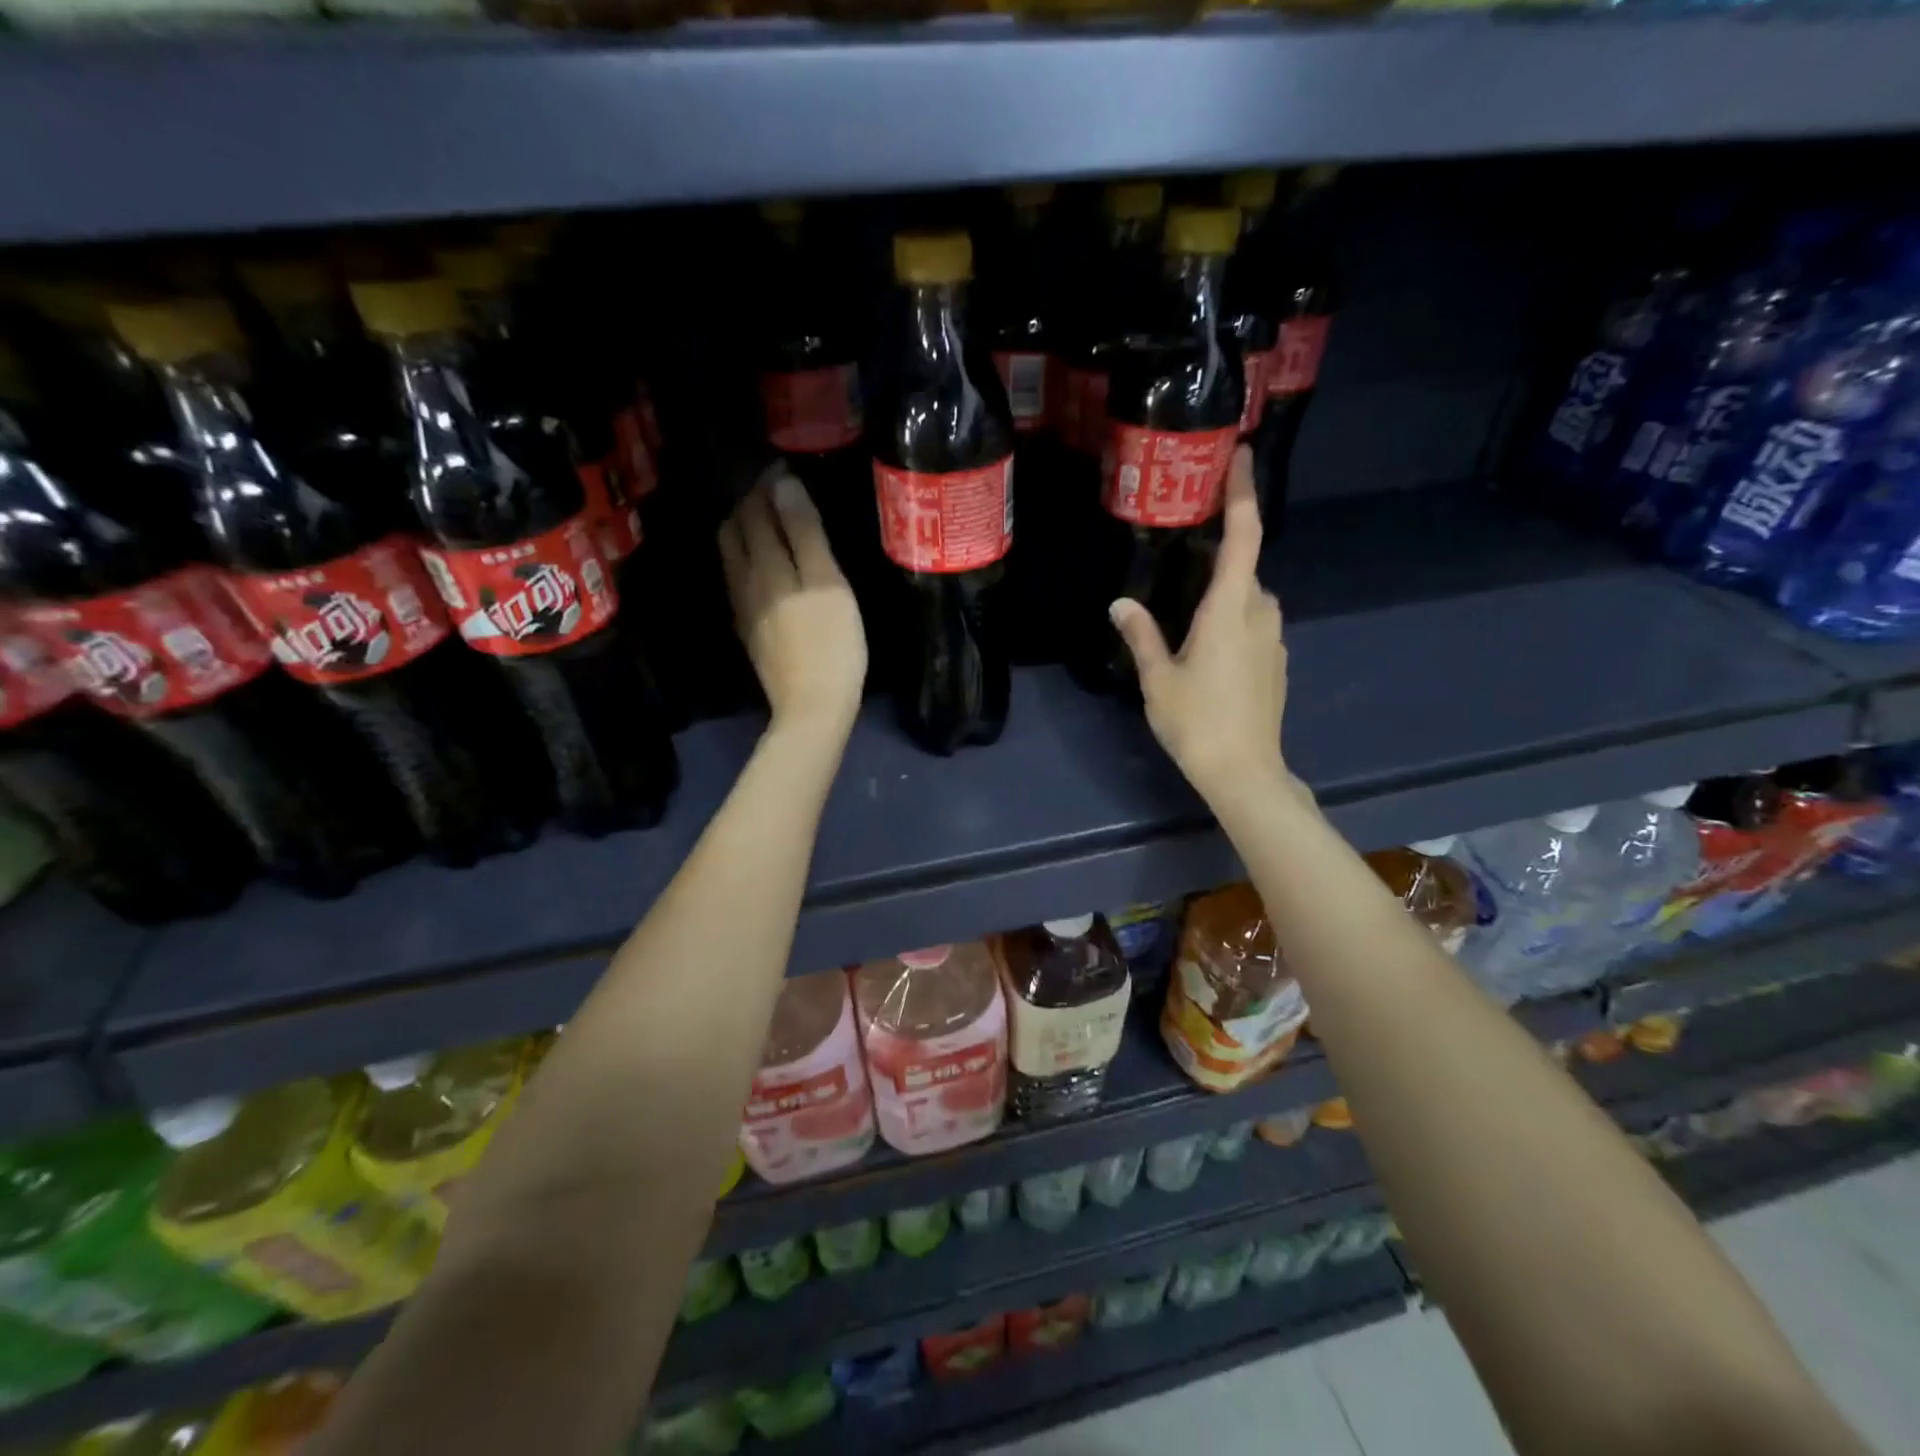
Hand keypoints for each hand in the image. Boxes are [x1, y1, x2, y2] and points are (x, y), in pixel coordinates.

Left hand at [718, 470, 866, 738]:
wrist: (813, 705)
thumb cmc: (832, 643)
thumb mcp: (828, 582)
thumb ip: (805, 533)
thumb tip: (784, 484)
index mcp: (765, 564)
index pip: (756, 511)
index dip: (767, 486)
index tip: (784, 468)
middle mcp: (745, 581)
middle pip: (735, 531)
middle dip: (749, 504)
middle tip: (775, 491)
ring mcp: (744, 609)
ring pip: (732, 557)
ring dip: (744, 531)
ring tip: (767, 522)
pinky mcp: (751, 631)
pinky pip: (739, 581)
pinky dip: (747, 559)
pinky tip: (765, 566)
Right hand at [1109, 446, 1289, 804]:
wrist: (1244, 771)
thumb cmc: (1197, 721)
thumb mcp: (1158, 678)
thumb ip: (1142, 635)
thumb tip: (1120, 603)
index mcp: (1230, 608)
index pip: (1244, 535)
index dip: (1243, 491)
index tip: (1239, 455)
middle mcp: (1260, 613)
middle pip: (1244, 566)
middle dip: (1219, 552)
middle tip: (1183, 549)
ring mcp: (1274, 638)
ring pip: (1248, 597)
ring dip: (1222, 592)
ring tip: (1185, 611)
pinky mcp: (1276, 661)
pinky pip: (1253, 623)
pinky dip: (1232, 618)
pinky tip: (1205, 648)